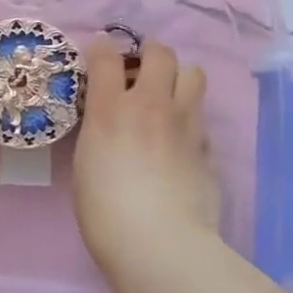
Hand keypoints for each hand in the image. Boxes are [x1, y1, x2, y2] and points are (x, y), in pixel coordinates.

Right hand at [72, 38, 220, 271]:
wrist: (159, 243)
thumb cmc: (105, 211)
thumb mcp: (86, 161)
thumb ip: (100, 130)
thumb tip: (111, 122)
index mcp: (110, 108)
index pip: (106, 55)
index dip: (101, 50)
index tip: (99, 58)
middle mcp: (150, 104)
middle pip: (160, 53)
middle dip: (148, 54)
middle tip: (139, 73)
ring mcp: (184, 123)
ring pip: (194, 74)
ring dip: (179, 79)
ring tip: (167, 99)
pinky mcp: (207, 146)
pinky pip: (201, 117)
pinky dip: (190, 121)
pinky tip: (180, 142)